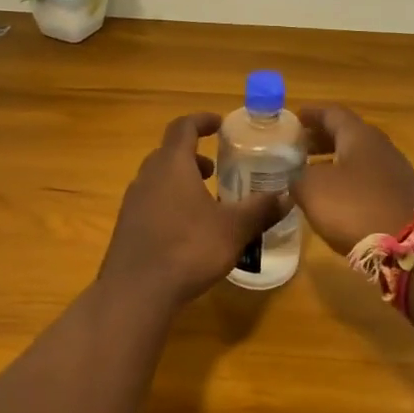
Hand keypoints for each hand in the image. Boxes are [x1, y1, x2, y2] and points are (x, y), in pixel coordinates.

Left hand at [99, 113, 284, 308]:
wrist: (136, 291)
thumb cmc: (188, 249)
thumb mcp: (233, 229)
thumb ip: (260, 210)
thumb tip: (287, 196)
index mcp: (172, 165)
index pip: (183, 127)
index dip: (201, 120)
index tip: (219, 123)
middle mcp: (147, 177)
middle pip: (168, 153)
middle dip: (193, 156)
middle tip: (216, 169)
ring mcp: (132, 202)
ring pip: (158, 179)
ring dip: (180, 181)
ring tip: (205, 201)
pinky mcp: (126, 227)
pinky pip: (150, 202)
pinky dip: (169, 203)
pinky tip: (186, 230)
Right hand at [292, 106, 413, 254]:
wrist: (411, 247)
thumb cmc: (355, 208)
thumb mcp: (312, 190)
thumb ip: (298, 178)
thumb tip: (296, 178)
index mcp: (359, 136)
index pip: (333, 113)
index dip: (312, 114)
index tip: (295, 117)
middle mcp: (381, 147)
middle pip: (348, 135)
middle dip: (322, 139)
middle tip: (299, 148)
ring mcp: (397, 173)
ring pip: (360, 159)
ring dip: (335, 162)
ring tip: (313, 174)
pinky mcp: (403, 198)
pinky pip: (370, 181)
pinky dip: (350, 183)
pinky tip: (338, 199)